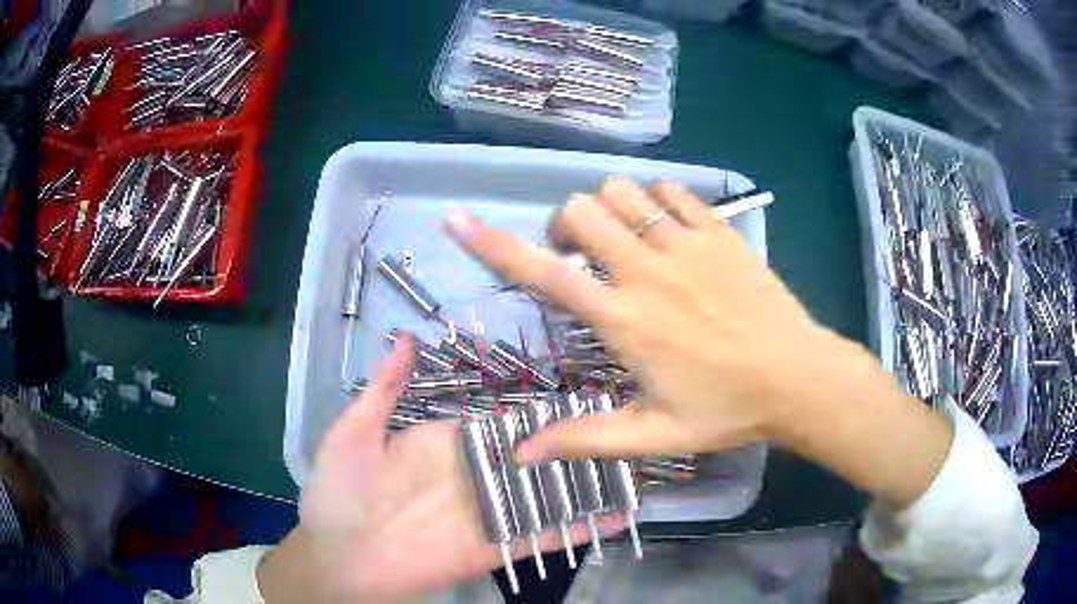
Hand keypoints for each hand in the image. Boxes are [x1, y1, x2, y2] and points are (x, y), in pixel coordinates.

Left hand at [258, 339, 623, 603]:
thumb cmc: (338, 492)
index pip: (506, 420)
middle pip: (537, 456)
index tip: (587, 391)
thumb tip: (403, 337)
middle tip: (630, 425)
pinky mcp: (493, 548)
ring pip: (548, 493)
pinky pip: (541, 537)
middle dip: (578, 444)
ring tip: (637, 467)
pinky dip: (579, 527)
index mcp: (448, 442)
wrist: (336, 557)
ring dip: (589, 483)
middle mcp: (476, 475)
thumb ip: (384, 389)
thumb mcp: (353, 432)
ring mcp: (488, 513)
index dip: (543, 409)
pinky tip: (617, 516)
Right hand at [444, 177, 950, 507]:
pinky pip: (673, 191)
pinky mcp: (720, 232)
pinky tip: (667, 229)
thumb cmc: (726, 409)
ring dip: (609, 209)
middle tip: (583, 258)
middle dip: (566, 227)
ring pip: (624, 191)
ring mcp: (688, 244)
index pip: (545, 274)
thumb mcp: (653, 436)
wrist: (798, 377)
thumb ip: (582, 440)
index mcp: (626, 321)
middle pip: (581, 212)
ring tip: (623, 239)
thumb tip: (518, 454)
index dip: (493, 245)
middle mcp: (649, 271)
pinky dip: (657, 200)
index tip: (459, 220)